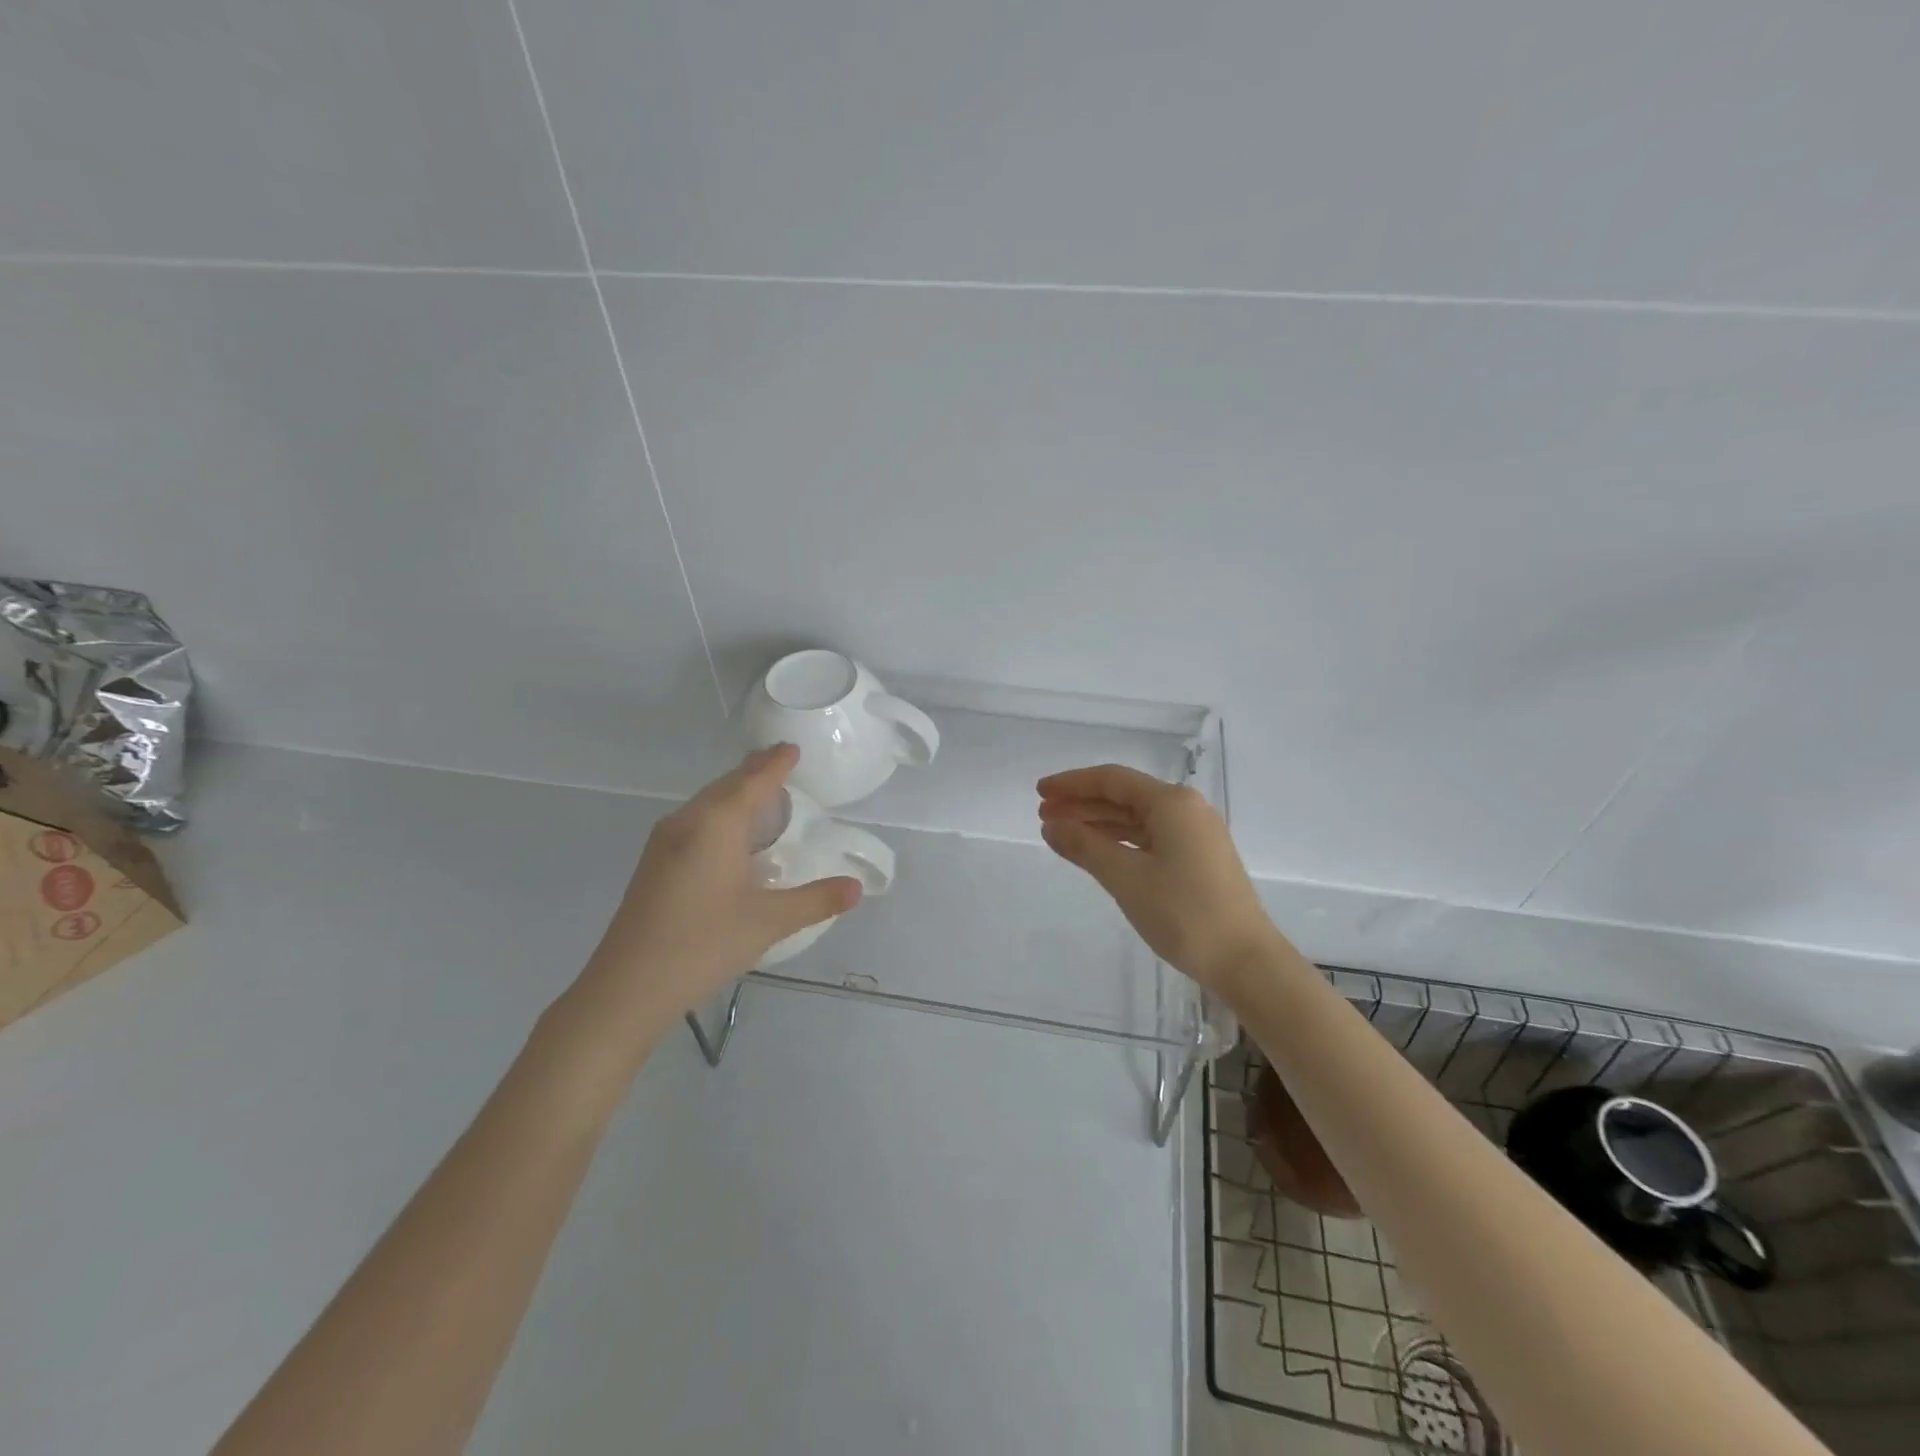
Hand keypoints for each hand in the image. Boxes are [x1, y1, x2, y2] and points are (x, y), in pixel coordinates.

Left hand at [576, 745, 862, 1032]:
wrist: (627, 987)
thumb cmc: (703, 945)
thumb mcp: (768, 922)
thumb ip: (815, 901)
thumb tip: (856, 888)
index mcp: (716, 825)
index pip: (753, 782)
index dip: (775, 764)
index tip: (791, 748)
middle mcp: (687, 822)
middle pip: (726, 786)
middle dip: (754, 772)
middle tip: (780, 762)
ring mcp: (664, 842)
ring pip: (706, 803)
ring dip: (734, 792)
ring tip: (760, 793)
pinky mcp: (654, 863)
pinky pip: (694, 821)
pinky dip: (719, 814)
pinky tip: (729, 835)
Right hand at [1037, 764, 1280, 997]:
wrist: (1246, 961)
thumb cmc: (1184, 913)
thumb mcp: (1126, 877)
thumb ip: (1085, 846)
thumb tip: (1051, 826)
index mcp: (1172, 802)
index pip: (1112, 780)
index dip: (1072, 783)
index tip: (1040, 792)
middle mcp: (1187, 809)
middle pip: (1124, 796)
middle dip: (1082, 803)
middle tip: (1043, 815)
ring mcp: (1196, 834)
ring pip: (1136, 818)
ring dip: (1098, 823)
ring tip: (1061, 834)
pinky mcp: (1199, 858)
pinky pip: (1150, 837)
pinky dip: (1120, 841)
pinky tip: (1098, 852)